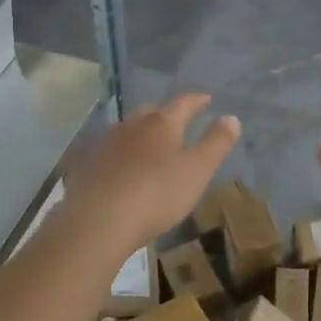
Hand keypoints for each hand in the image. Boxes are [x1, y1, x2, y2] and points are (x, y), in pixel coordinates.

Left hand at [62, 95, 239, 249]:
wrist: (99, 221)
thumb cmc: (156, 193)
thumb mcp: (197, 170)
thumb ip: (216, 143)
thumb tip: (231, 117)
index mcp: (161, 123)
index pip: (182, 102)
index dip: (197, 100)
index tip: (207, 99)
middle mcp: (131, 126)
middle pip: (151, 111)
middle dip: (166, 112)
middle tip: (178, 119)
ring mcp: (106, 144)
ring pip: (128, 129)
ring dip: (142, 132)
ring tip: (152, 142)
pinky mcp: (89, 165)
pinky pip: (111, 151)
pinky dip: (124, 152)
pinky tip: (125, 166)